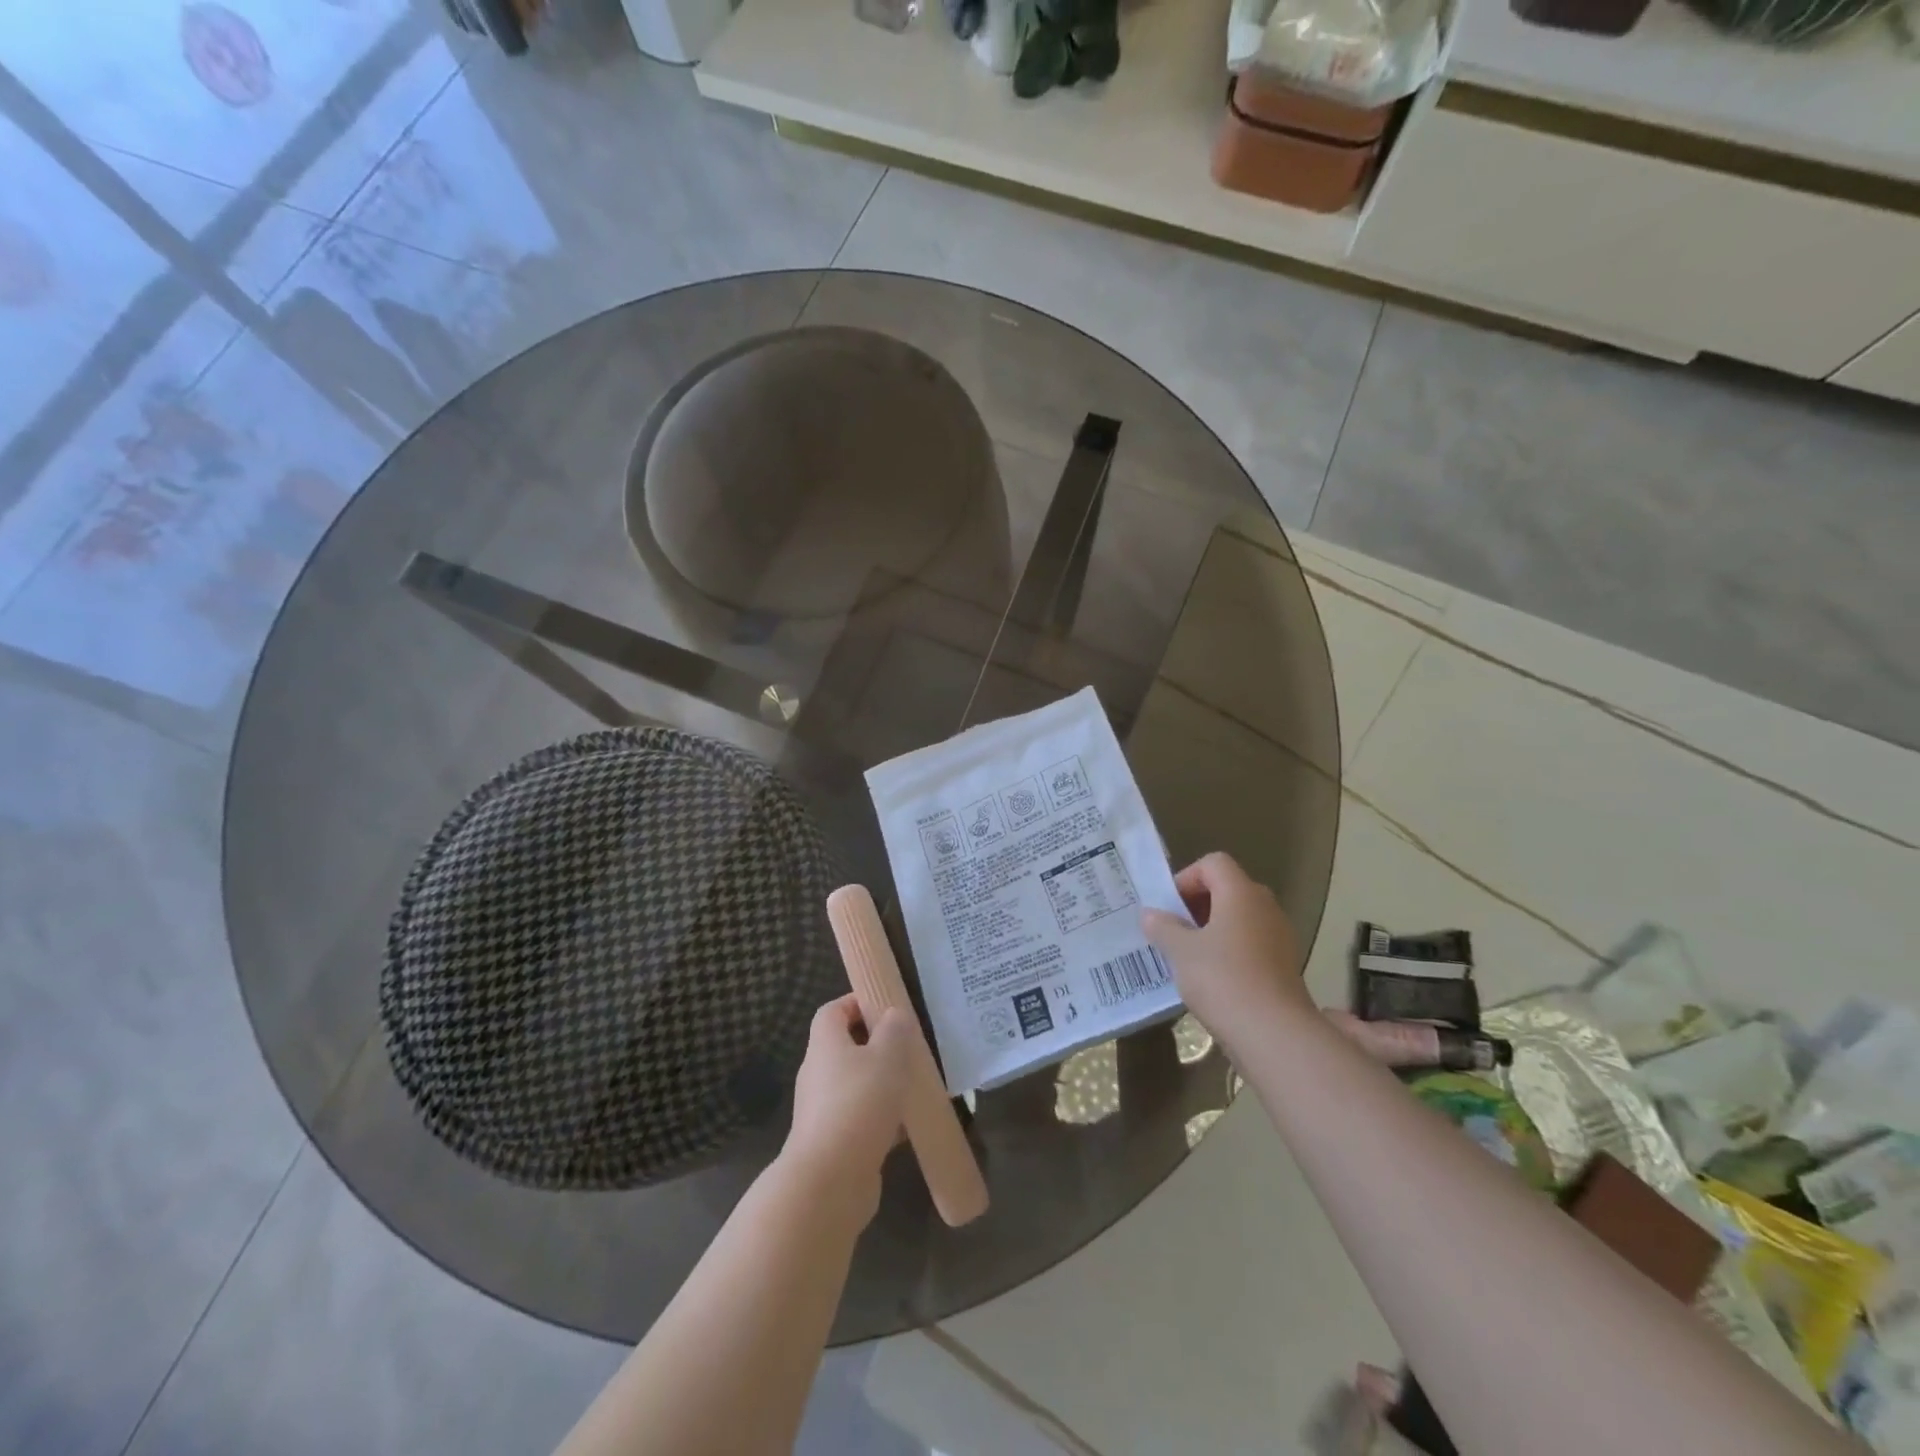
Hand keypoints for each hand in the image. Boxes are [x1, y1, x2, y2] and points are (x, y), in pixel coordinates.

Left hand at [781, 995, 914, 1223]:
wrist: (828, 1182)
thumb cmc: (858, 1104)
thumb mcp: (887, 1056)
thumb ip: (894, 1030)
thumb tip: (894, 1014)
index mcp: (825, 1044)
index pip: (833, 1011)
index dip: (857, 1003)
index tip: (887, 1007)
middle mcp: (818, 1073)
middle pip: (845, 1047)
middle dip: (877, 1045)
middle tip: (909, 1047)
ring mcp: (824, 1110)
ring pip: (857, 1085)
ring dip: (883, 1084)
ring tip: (915, 1085)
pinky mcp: (835, 1142)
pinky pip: (862, 1119)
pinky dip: (884, 1118)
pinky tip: (910, 1126)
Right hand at [1141, 853, 1309, 1045]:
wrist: (1273, 1034)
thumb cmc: (1222, 979)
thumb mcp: (1181, 951)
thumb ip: (1163, 927)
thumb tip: (1150, 914)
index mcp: (1241, 893)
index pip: (1213, 863)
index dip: (1187, 877)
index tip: (1170, 907)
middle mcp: (1265, 907)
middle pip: (1229, 888)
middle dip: (1199, 904)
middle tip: (1175, 929)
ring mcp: (1280, 937)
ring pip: (1241, 918)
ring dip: (1214, 929)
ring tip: (1190, 956)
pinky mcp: (1285, 966)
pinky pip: (1253, 944)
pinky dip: (1232, 951)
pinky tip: (1214, 979)